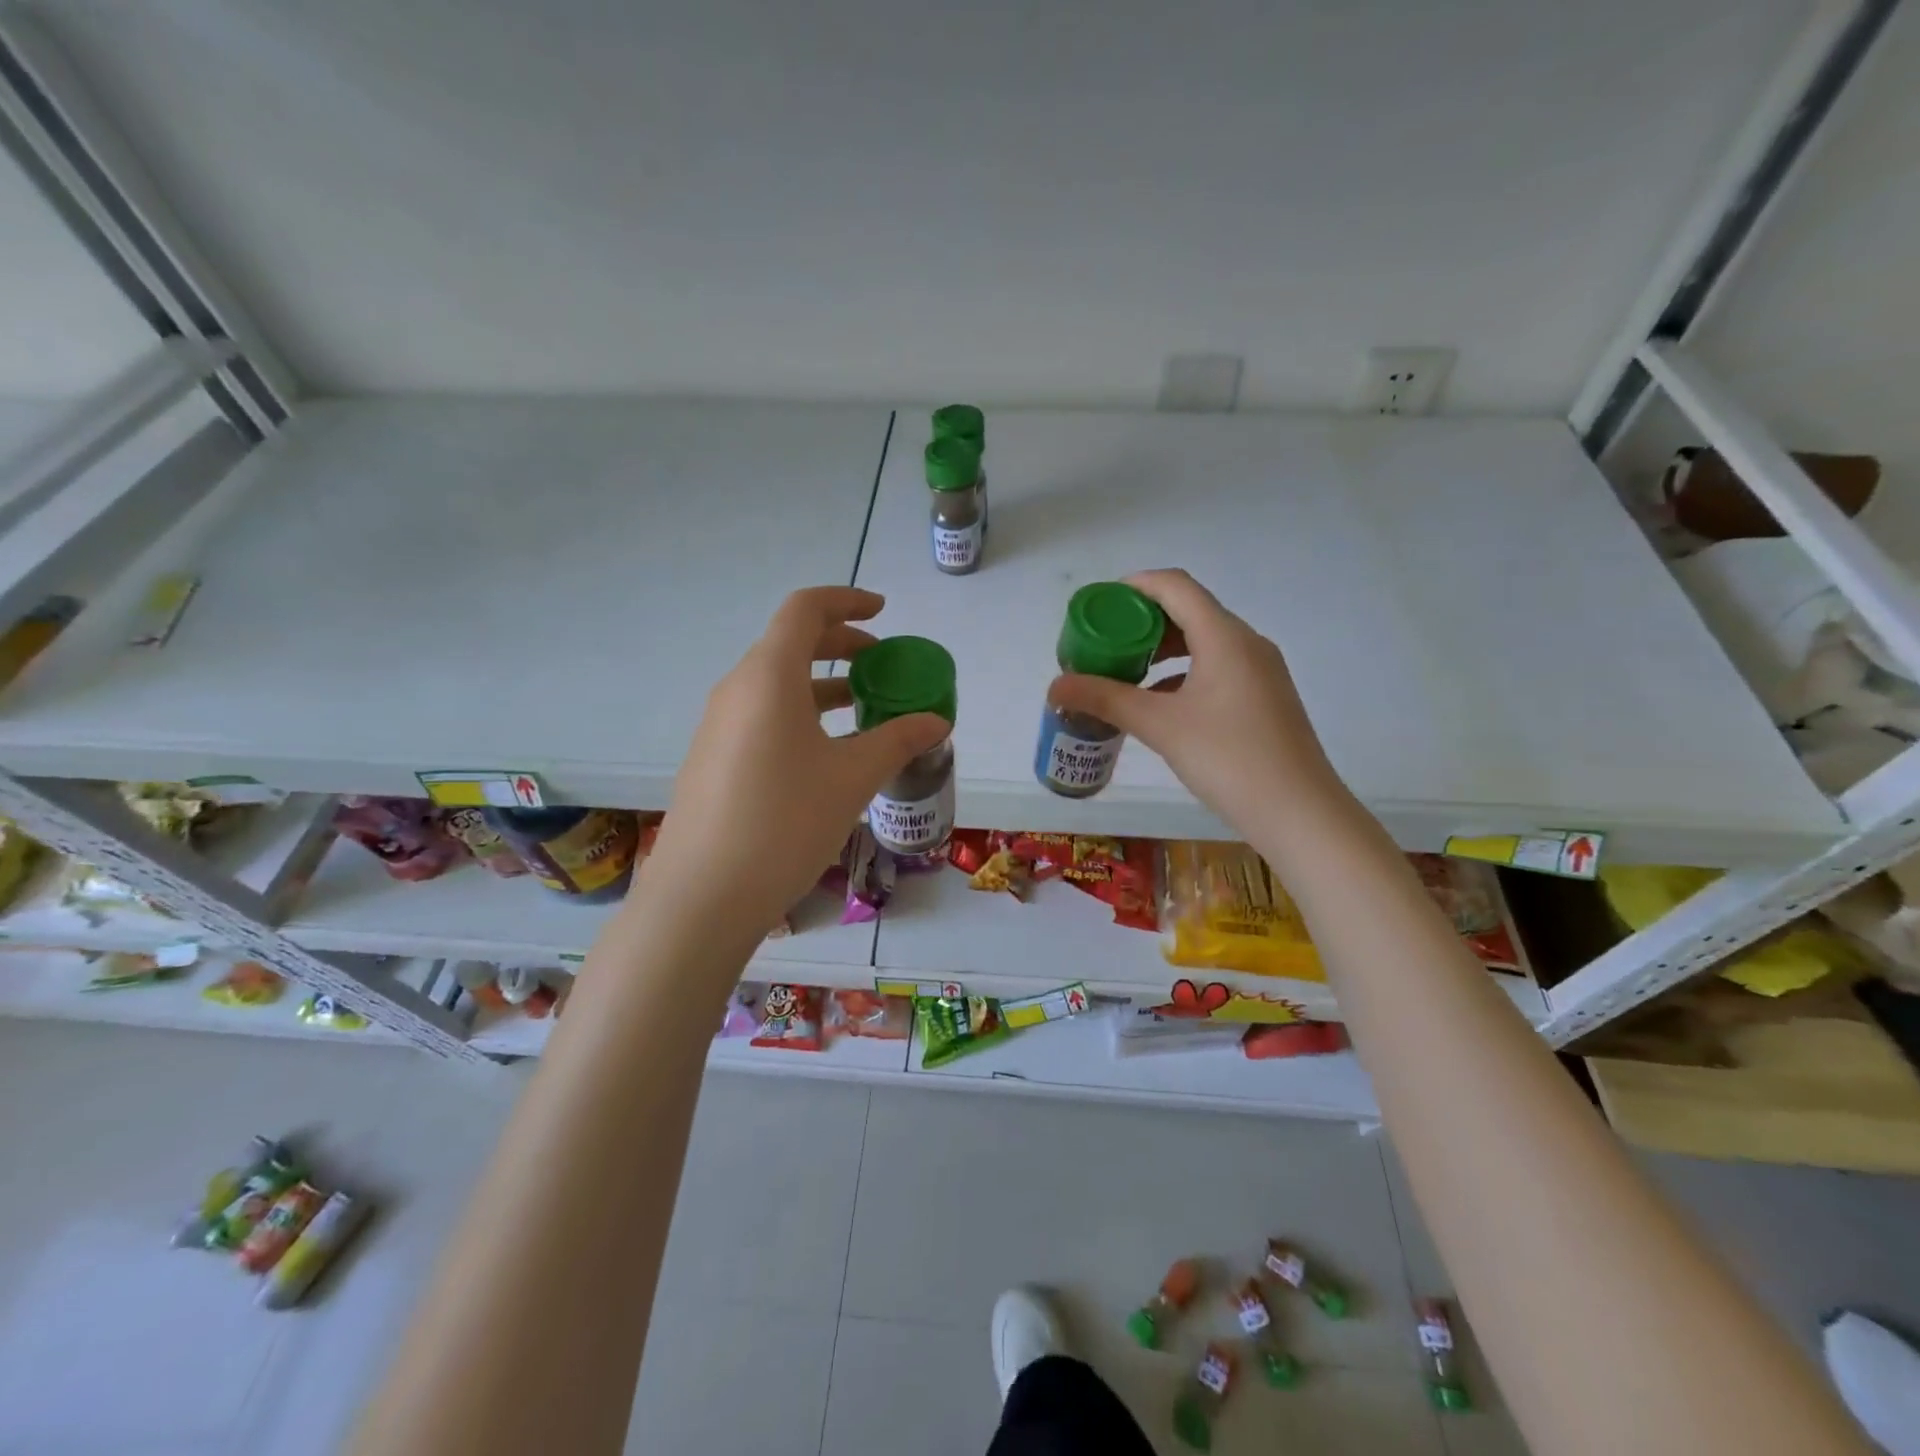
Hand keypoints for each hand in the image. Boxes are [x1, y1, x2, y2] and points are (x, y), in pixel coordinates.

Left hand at [635, 587, 948, 942]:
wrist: (702, 895)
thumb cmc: (785, 822)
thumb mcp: (853, 777)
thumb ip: (898, 739)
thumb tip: (938, 720)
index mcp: (769, 676)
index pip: (805, 609)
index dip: (847, 601)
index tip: (883, 613)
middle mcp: (737, 689)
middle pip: (790, 643)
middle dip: (841, 645)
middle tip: (882, 666)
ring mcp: (718, 725)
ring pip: (776, 683)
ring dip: (821, 684)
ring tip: (862, 711)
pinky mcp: (713, 758)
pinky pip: (762, 715)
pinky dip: (799, 713)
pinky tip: (826, 754)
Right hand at [1047, 569, 1351, 848]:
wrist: (1299, 813)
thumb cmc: (1229, 759)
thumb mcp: (1160, 726)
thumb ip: (1105, 700)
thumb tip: (1054, 687)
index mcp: (1224, 637)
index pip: (1175, 586)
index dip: (1133, 587)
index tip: (1098, 605)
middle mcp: (1246, 643)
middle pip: (1188, 612)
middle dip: (1141, 623)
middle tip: (1104, 644)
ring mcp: (1260, 671)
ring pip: (1203, 643)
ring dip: (1161, 651)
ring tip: (1124, 673)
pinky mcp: (1264, 698)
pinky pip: (1216, 668)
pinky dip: (1182, 674)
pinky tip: (1158, 704)